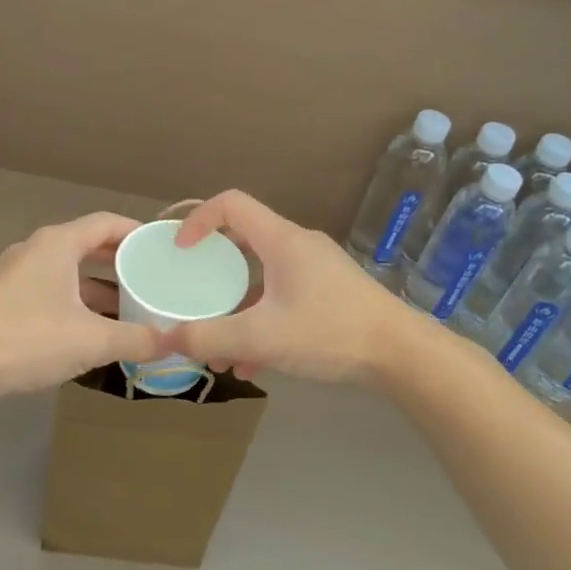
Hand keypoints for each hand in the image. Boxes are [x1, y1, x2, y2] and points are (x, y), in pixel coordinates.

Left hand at [0, 213, 165, 397]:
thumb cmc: (28, 339)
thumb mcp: (91, 341)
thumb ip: (135, 339)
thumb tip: (172, 344)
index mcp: (57, 244)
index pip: (106, 222)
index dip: (136, 232)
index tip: (160, 247)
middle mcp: (36, 249)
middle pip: (87, 244)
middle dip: (120, 261)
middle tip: (151, 277)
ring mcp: (16, 273)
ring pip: (68, 270)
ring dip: (98, 285)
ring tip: (129, 307)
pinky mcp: (5, 298)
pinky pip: (52, 288)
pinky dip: (76, 300)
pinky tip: (91, 328)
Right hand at [166, 190, 407, 382]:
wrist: (402, 355)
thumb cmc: (330, 332)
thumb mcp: (263, 338)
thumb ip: (212, 338)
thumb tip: (168, 340)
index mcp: (281, 240)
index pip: (231, 204)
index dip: (199, 219)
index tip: (181, 252)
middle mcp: (298, 246)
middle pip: (243, 242)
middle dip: (212, 273)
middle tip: (193, 296)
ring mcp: (316, 270)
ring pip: (262, 278)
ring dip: (236, 309)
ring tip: (220, 351)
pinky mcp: (329, 294)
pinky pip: (282, 297)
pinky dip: (261, 322)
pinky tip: (254, 365)